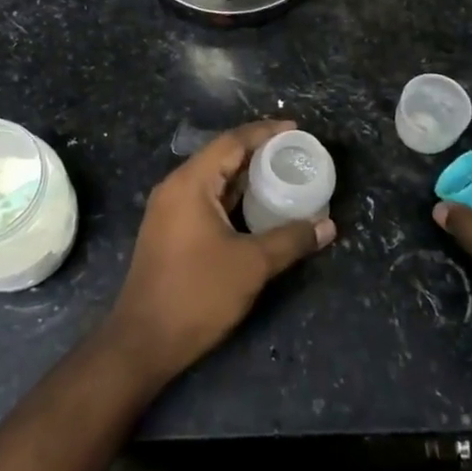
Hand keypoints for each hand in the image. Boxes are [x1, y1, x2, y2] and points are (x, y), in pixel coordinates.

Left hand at [106, 119, 334, 384]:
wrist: (143, 341)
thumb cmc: (197, 294)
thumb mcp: (251, 265)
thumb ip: (290, 240)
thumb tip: (327, 226)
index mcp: (190, 183)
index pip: (231, 142)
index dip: (265, 132)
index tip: (296, 129)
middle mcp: (175, 187)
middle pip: (221, 156)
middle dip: (258, 152)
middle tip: (295, 153)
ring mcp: (169, 210)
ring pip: (213, 180)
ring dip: (245, 176)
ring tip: (282, 175)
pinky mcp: (169, 231)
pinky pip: (206, 200)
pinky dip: (232, 197)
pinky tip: (257, 207)